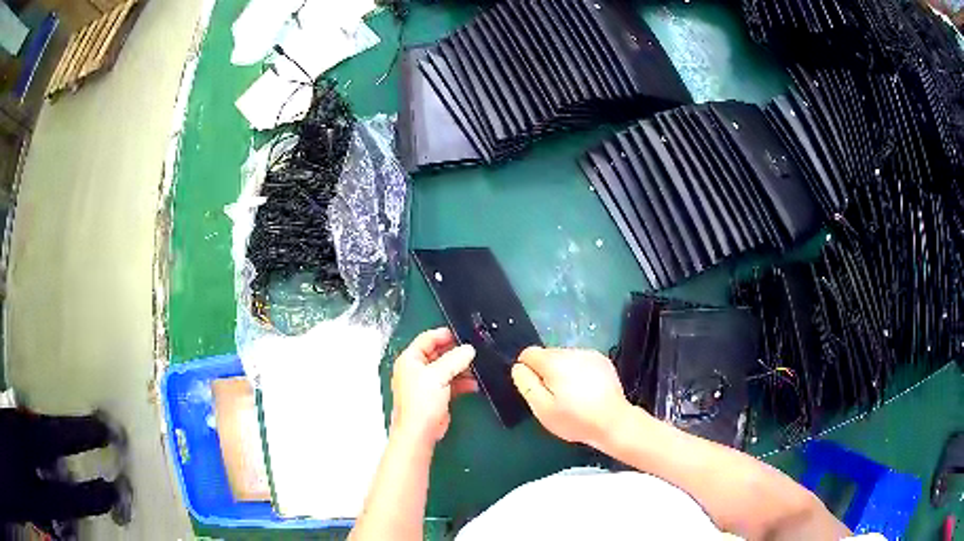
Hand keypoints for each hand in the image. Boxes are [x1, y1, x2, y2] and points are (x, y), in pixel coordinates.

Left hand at [390, 328, 476, 445]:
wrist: (420, 432)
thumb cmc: (420, 404)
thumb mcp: (438, 375)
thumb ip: (454, 359)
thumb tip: (468, 350)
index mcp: (410, 359)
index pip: (427, 339)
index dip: (445, 335)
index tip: (462, 334)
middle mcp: (416, 369)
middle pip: (438, 353)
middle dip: (456, 353)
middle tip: (472, 351)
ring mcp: (426, 383)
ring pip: (446, 369)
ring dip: (461, 368)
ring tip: (476, 368)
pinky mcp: (435, 396)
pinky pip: (450, 383)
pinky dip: (462, 382)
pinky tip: (473, 383)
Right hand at [511, 347, 634, 448]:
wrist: (614, 422)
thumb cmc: (576, 420)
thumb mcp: (543, 409)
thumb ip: (527, 385)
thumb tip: (518, 367)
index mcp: (554, 362)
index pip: (528, 353)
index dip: (527, 371)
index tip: (537, 389)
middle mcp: (572, 352)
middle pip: (547, 355)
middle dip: (546, 372)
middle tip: (555, 397)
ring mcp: (590, 354)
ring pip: (565, 358)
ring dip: (562, 372)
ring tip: (572, 395)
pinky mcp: (602, 361)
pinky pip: (581, 361)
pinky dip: (578, 372)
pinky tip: (586, 390)